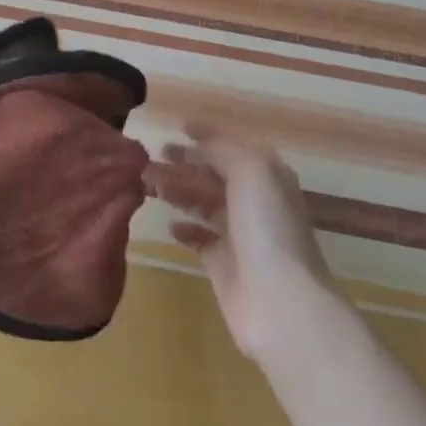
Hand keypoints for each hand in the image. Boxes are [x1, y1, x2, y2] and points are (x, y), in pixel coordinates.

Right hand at [145, 121, 333, 360]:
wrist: (279, 300)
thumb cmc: (266, 227)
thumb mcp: (251, 172)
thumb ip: (224, 151)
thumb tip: (200, 144)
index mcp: (267, 176)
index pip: (235, 145)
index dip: (210, 133)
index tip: (180, 125)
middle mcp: (255, 201)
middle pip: (215, 174)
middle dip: (186, 162)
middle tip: (154, 154)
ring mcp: (240, 234)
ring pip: (203, 203)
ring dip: (178, 190)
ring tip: (147, 182)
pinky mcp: (224, 263)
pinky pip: (200, 238)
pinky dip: (185, 228)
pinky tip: (170, 225)